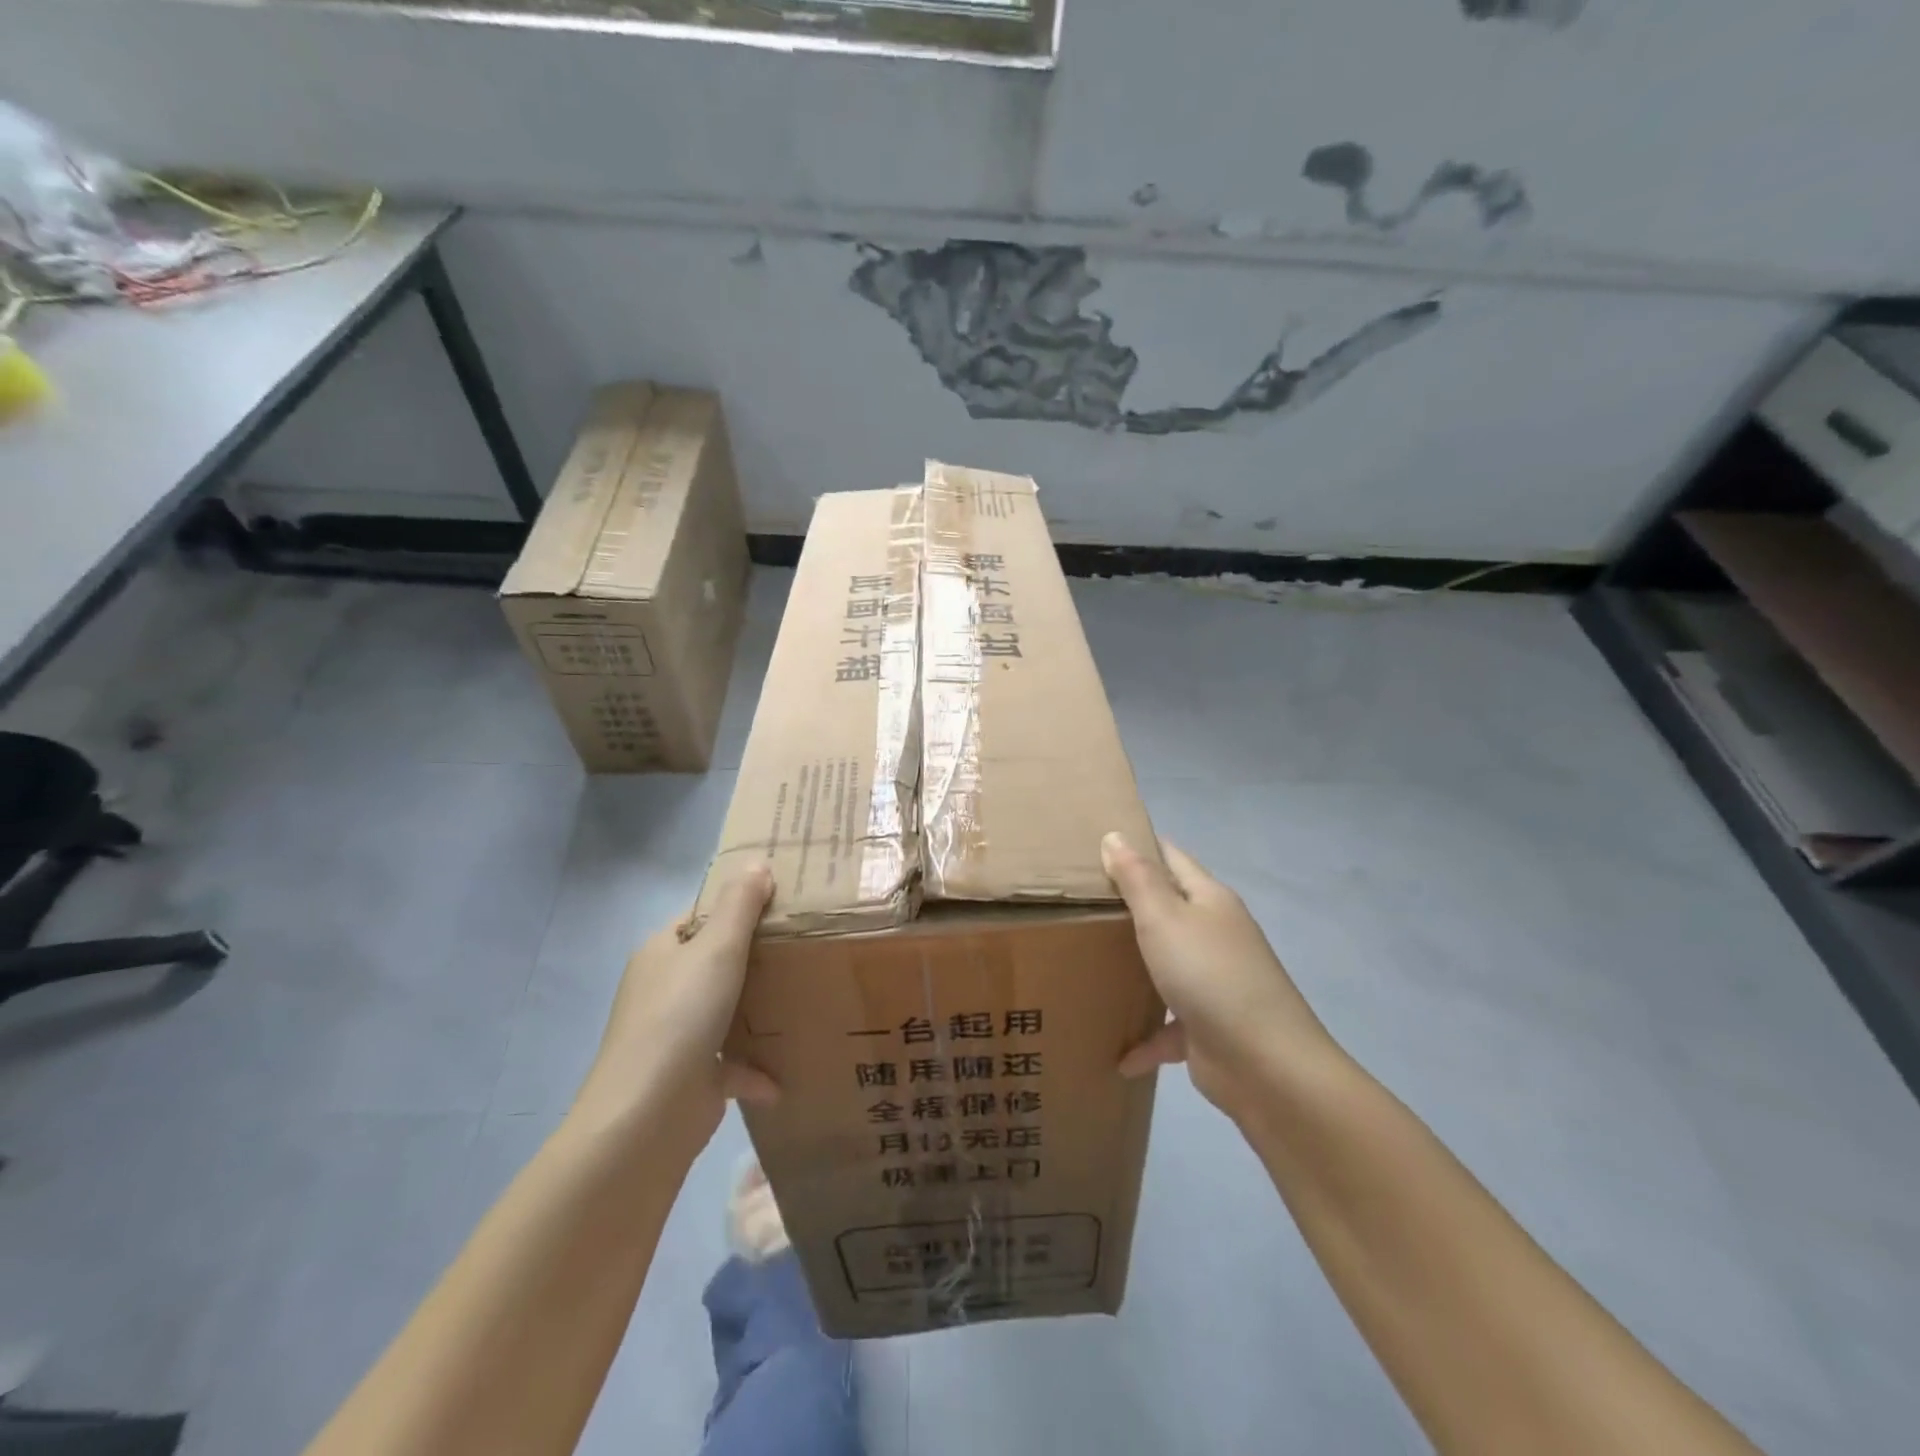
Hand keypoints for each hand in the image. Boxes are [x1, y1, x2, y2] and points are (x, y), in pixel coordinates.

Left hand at [571, 866, 778, 1156]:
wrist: (647, 1115)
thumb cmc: (681, 1016)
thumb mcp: (717, 948)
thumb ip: (740, 905)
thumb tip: (757, 863)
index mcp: (662, 952)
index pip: (702, 915)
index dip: (739, 904)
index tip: (785, 901)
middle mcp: (665, 989)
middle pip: (717, 961)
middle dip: (758, 955)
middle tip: (807, 943)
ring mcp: (676, 1034)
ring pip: (725, 1010)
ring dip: (759, 1008)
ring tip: (806, 995)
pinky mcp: (692, 1076)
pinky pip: (732, 1062)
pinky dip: (757, 1067)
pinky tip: (786, 1073)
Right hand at [1103, 833, 1335, 1119]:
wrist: (1265, 1064)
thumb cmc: (1209, 975)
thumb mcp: (1164, 918)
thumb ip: (1137, 878)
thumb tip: (1115, 835)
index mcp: (1209, 900)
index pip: (1171, 858)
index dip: (1139, 846)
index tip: (1096, 843)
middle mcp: (1214, 934)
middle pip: (1167, 909)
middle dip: (1128, 905)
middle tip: (1077, 900)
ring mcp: (1214, 981)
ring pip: (1166, 965)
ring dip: (1135, 967)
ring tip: (1088, 962)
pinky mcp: (1208, 1026)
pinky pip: (1169, 1026)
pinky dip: (1145, 1037)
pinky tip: (1116, 1055)